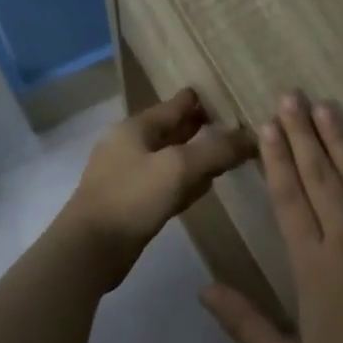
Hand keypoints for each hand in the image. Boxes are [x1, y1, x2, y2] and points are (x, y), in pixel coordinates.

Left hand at [57, 88, 252, 285]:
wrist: (91, 248)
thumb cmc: (132, 198)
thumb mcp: (179, 168)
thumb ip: (216, 150)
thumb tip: (251, 136)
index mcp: (135, 128)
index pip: (173, 106)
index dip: (197, 100)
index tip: (222, 94)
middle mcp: (129, 147)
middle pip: (170, 131)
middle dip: (197, 127)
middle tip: (229, 124)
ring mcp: (128, 176)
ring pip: (169, 159)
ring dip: (193, 156)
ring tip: (222, 154)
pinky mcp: (131, 204)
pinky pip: (166, 184)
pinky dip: (184, 181)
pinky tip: (202, 186)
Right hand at [200, 94, 342, 342]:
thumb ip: (245, 324)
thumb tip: (204, 290)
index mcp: (313, 262)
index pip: (289, 199)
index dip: (276, 160)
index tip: (267, 126)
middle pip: (321, 177)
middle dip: (303, 135)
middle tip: (291, 97)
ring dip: (340, 141)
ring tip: (326, 108)